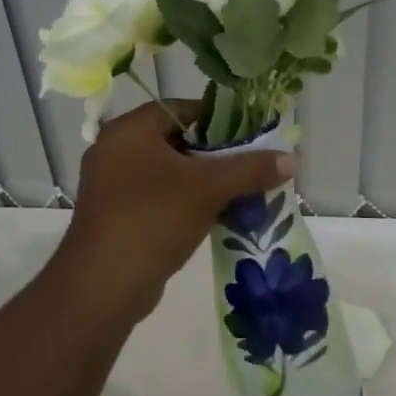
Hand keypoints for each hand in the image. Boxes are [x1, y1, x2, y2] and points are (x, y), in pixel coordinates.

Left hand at [57, 100, 294, 317]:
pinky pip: (158, 197)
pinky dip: (186, 202)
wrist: (103, 286)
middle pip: (178, 140)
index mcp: (130, 130)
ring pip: (169, 172)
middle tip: (251, 167)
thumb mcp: (208, 189)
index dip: (221, 120)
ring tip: (242, 193)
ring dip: (204, 182)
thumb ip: (251, 169)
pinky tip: (217, 217)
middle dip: (217, 155)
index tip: (252, 136)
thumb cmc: (153, 219)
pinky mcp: (116, 215)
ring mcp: (112, 184)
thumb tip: (292, 159)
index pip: (183, 109)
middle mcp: (116, 149)